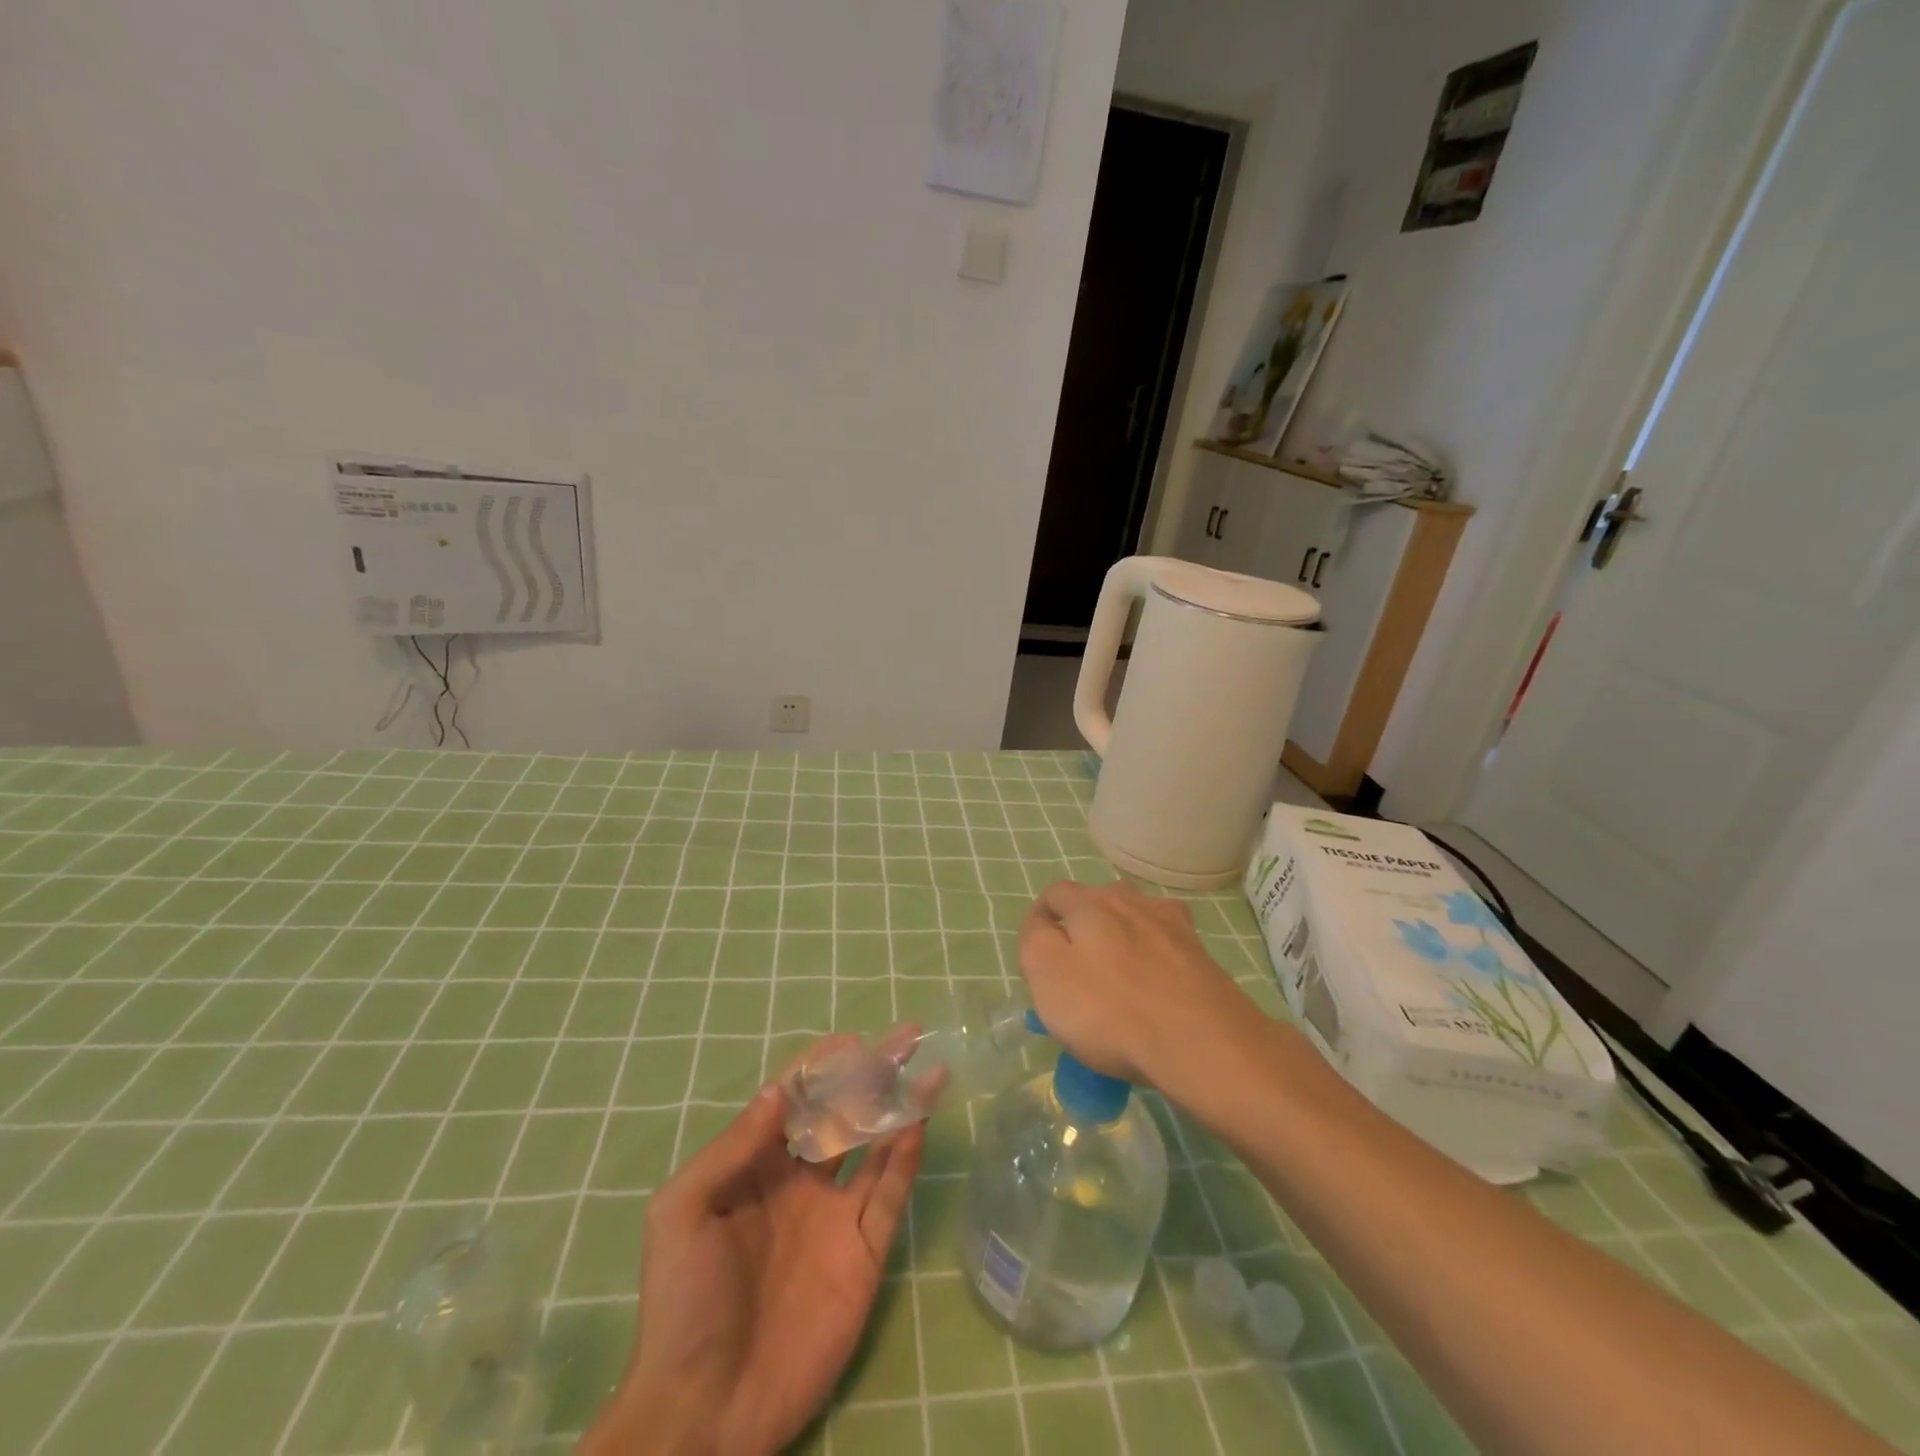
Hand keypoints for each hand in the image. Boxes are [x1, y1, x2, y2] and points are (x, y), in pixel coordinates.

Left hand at [581, 1075, 923, 1455]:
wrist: (705, 1412)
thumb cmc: (684, 1302)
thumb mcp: (683, 1211)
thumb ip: (733, 1146)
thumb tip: (778, 1090)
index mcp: (757, 1166)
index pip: (795, 1100)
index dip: (822, 1067)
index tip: (852, 1040)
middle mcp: (801, 1181)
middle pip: (844, 1113)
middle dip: (873, 1074)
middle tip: (907, 1037)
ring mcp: (836, 1216)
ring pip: (876, 1147)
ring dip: (901, 1107)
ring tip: (929, 1069)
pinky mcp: (864, 1254)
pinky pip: (889, 1195)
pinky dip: (905, 1158)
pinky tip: (918, 1123)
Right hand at [1017, 880, 1255, 1090]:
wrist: (1203, 1043)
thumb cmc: (1110, 1010)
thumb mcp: (1046, 974)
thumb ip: (1034, 939)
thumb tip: (1041, 923)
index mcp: (1090, 902)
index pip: (1055, 894)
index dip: (1041, 920)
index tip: (1038, 959)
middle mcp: (1132, 900)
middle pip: (1096, 905)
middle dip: (1082, 930)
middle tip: (1076, 975)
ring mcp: (1173, 925)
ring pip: (1134, 922)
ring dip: (1121, 942)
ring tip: (1118, 983)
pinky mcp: (1201, 954)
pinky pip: (1165, 947)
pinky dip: (1154, 960)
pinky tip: (1155, 986)